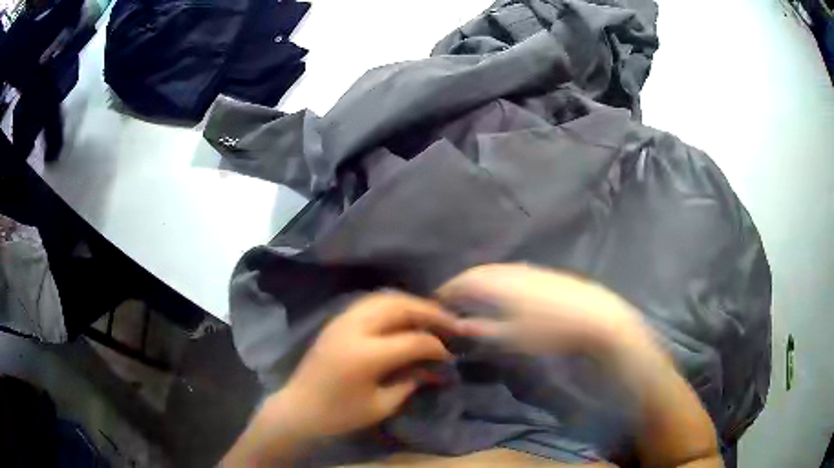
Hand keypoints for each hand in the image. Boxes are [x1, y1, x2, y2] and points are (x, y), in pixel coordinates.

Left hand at [273, 291, 458, 438]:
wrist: (299, 409)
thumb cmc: (340, 415)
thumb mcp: (381, 405)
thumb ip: (410, 382)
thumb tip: (435, 368)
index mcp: (366, 355)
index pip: (413, 340)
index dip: (436, 346)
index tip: (449, 354)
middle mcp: (354, 329)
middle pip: (400, 307)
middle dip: (429, 311)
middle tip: (450, 322)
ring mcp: (342, 321)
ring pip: (384, 298)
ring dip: (411, 303)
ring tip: (430, 315)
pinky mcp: (336, 321)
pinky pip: (369, 303)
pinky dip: (392, 304)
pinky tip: (403, 316)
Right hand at [437, 263, 655, 357]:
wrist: (595, 317)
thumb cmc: (551, 331)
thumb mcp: (513, 337)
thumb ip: (483, 330)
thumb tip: (458, 325)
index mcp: (500, 284)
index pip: (464, 281)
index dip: (448, 290)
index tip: (436, 301)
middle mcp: (511, 270)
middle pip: (478, 272)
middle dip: (461, 283)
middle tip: (450, 298)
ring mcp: (530, 269)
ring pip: (495, 270)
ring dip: (479, 280)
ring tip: (471, 296)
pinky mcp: (544, 273)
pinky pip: (509, 272)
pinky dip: (496, 280)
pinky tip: (501, 292)